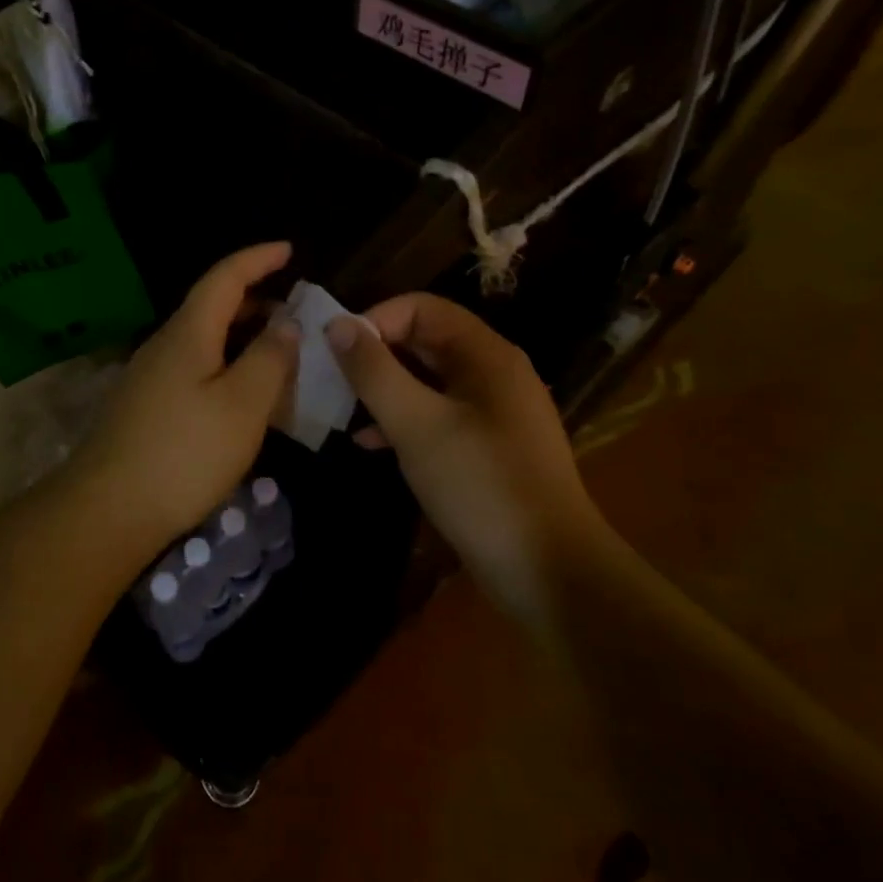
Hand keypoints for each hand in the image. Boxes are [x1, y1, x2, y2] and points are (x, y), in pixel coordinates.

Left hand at [59, 243, 298, 551]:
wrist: (107, 510)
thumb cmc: (184, 453)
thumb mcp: (242, 405)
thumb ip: (269, 359)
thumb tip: (286, 323)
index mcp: (188, 333)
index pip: (224, 278)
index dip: (257, 259)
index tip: (289, 249)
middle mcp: (165, 345)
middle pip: (211, 306)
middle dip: (255, 300)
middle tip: (295, 310)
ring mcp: (151, 377)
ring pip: (204, 341)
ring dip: (241, 337)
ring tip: (278, 352)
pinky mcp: (147, 407)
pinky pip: (195, 369)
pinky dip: (226, 366)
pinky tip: (243, 395)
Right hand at [328, 294, 606, 616]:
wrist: (550, 573)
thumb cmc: (480, 486)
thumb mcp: (416, 424)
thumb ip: (373, 371)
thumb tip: (336, 325)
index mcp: (485, 354)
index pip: (420, 308)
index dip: (375, 322)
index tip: (337, 355)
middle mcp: (493, 373)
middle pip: (424, 341)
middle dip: (375, 357)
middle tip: (332, 383)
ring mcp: (494, 412)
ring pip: (428, 381)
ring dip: (385, 390)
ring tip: (343, 413)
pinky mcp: (489, 448)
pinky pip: (438, 416)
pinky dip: (404, 421)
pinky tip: (370, 445)